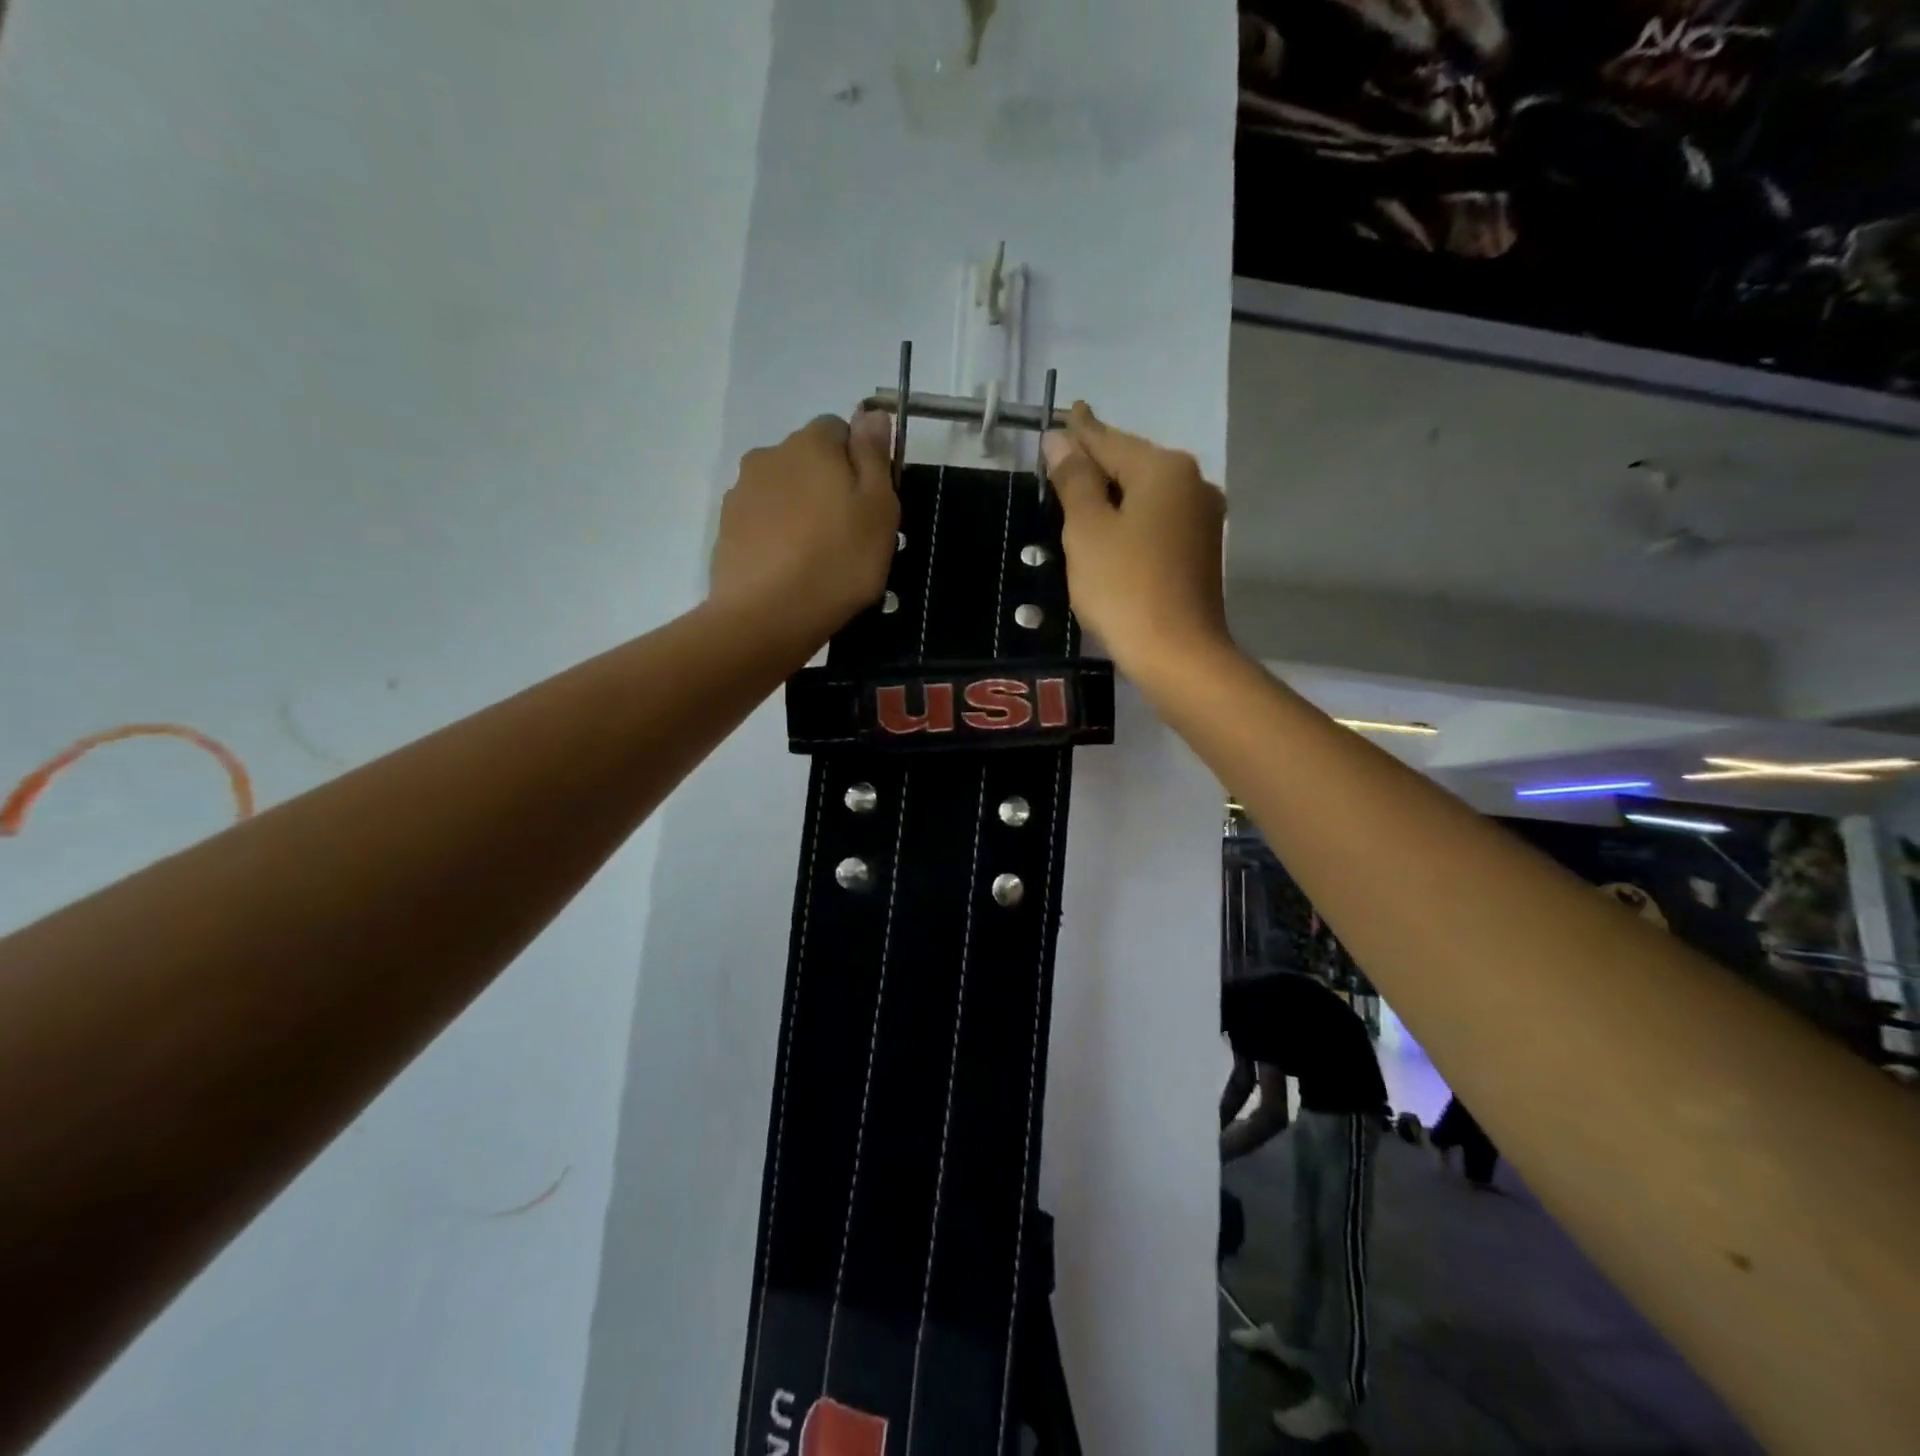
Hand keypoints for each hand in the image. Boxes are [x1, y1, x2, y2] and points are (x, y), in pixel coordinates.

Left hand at [709, 411, 899, 652]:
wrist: (766, 617)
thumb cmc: (838, 561)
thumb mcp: (879, 508)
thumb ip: (874, 456)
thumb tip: (871, 412)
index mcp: (811, 444)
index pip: (839, 430)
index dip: (859, 462)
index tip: (870, 503)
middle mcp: (769, 456)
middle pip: (808, 461)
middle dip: (827, 486)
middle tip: (848, 535)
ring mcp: (741, 493)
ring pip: (783, 492)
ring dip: (800, 511)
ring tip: (817, 558)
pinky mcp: (726, 530)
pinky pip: (762, 522)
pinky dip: (777, 536)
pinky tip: (790, 570)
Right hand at [1041, 403, 1229, 680]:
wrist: (1177, 653)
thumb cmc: (1123, 587)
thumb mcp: (1087, 530)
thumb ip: (1074, 480)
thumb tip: (1060, 440)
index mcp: (1164, 468)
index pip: (1109, 441)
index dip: (1080, 430)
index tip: (1063, 413)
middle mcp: (1192, 482)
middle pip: (1132, 463)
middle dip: (1096, 462)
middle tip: (1062, 458)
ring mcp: (1202, 517)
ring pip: (1146, 493)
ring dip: (1113, 492)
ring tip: (1078, 492)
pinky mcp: (1201, 549)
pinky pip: (1157, 519)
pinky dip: (1130, 517)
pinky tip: (1109, 529)